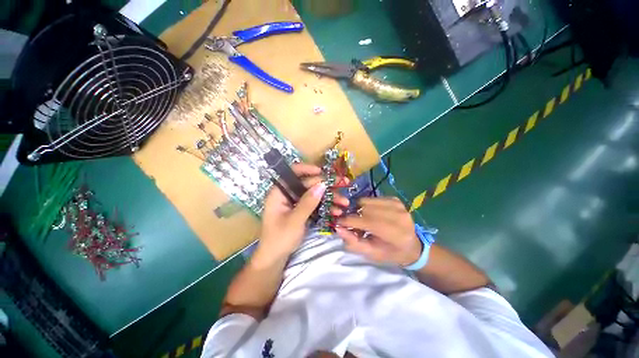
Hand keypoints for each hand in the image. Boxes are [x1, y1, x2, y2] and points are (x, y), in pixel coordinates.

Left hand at [255, 163, 348, 263]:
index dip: (307, 169)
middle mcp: (288, 194)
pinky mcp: (302, 211)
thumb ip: (308, 202)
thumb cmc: (280, 239)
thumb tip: (322, 185)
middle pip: (308, 184)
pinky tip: (337, 212)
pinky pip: (315, 204)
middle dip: (326, 185)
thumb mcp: (295, 220)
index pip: (292, 173)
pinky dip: (325, 207)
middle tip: (344, 184)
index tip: (322, 171)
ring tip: (344, 203)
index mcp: (280, 193)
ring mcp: (296, 203)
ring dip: (329, 198)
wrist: (275, 259)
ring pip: (314, 194)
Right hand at [336, 197, 421, 266]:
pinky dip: (366, 205)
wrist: (412, 246)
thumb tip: (337, 228)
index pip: (367, 222)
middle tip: (349, 222)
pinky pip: (372, 198)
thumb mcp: (371, 253)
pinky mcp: (395, 199)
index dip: (348, 221)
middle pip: (365, 209)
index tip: (337, 222)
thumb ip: (353, 242)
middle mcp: (399, 216)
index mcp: (396, 234)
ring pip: (366, 201)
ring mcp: (398, 205)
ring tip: (360, 218)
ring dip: (358, 209)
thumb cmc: (390, 253)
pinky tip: (369, 214)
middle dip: (353, 214)